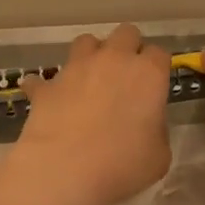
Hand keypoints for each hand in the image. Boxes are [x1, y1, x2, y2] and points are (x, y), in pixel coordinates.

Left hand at [9, 24, 172, 204]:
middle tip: (125, 78)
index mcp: (148, 74)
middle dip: (128, 49)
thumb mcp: (159, 156)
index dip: (157, 68)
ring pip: (86, 42)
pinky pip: (44, 79)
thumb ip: (156, 130)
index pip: (159, 54)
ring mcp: (76, 68)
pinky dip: (47, 87)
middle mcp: (113, 60)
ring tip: (89, 81)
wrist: (65, 170)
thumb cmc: (123, 165)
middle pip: (125, 34)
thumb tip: (146, 125)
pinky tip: (48, 100)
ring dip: (91, 56)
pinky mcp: (47, 86)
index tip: (154, 86)